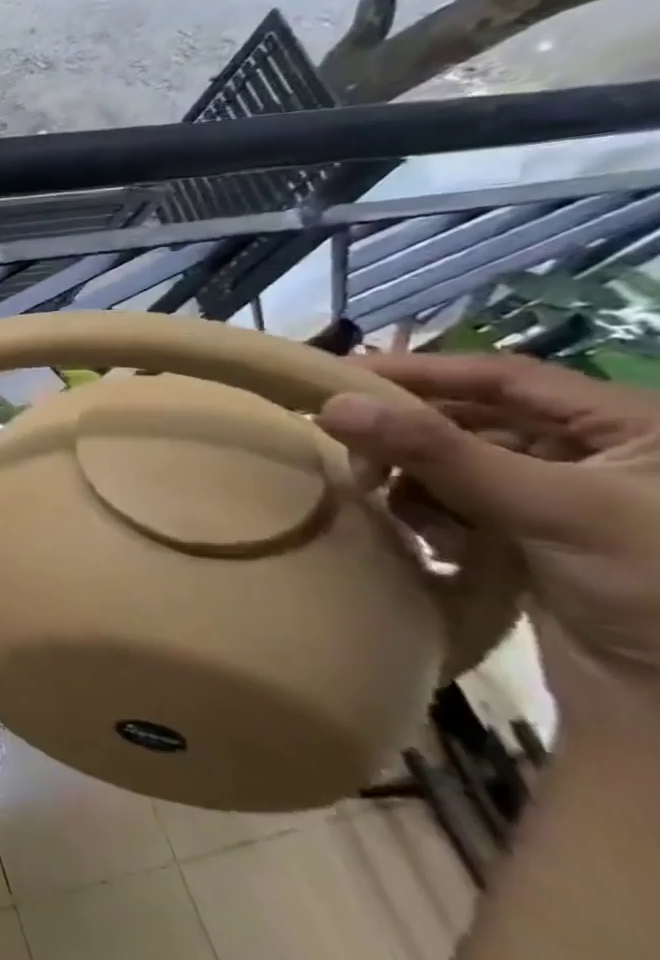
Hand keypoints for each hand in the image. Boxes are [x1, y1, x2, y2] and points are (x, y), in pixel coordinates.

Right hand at [318, 354, 659, 742]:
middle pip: (473, 420)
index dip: (419, 371)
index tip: (335, 377)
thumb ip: (438, 452)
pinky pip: (461, 505)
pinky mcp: (536, 540)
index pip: (501, 376)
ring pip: (458, 465)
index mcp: (630, 426)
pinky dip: (433, 516)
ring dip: (416, 482)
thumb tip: (332, 403)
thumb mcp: (551, 508)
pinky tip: (431, 542)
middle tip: (351, 453)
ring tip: (387, 505)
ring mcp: (564, 500)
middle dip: (409, 437)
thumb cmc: (654, 588)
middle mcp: (597, 453)